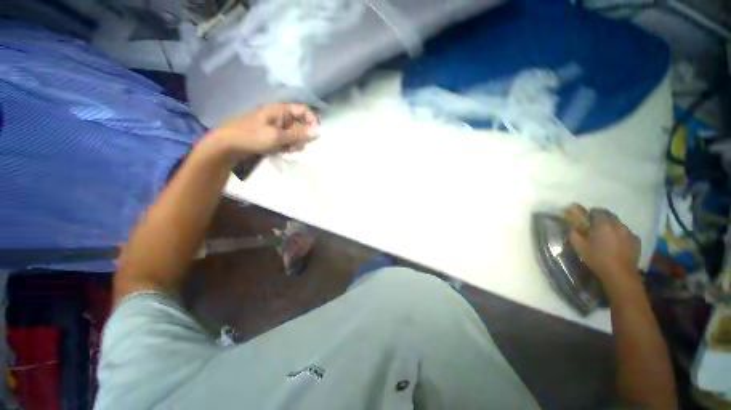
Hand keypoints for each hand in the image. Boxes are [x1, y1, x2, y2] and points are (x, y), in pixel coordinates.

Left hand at [209, 103, 319, 159]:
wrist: (227, 145)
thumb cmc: (251, 137)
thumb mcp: (277, 136)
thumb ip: (298, 134)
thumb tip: (319, 132)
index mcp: (280, 110)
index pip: (303, 110)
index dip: (312, 120)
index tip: (316, 135)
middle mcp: (279, 116)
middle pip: (300, 123)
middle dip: (302, 136)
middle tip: (297, 146)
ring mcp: (275, 126)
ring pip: (294, 134)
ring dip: (295, 143)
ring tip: (288, 150)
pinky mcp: (272, 135)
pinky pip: (286, 140)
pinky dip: (287, 146)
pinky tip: (282, 152)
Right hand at [568, 207, 641, 291]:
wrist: (620, 274)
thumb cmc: (597, 258)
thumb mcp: (579, 246)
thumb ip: (573, 232)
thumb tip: (571, 225)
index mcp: (603, 224)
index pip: (597, 211)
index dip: (590, 213)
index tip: (586, 220)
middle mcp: (618, 224)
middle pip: (610, 215)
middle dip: (602, 218)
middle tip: (595, 228)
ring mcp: (629, 232)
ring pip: (619, 224)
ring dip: (612, 227)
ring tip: (607, 237)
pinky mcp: (636, 241)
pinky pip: (627, 233)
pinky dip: (621, 235)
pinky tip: (617, 245)